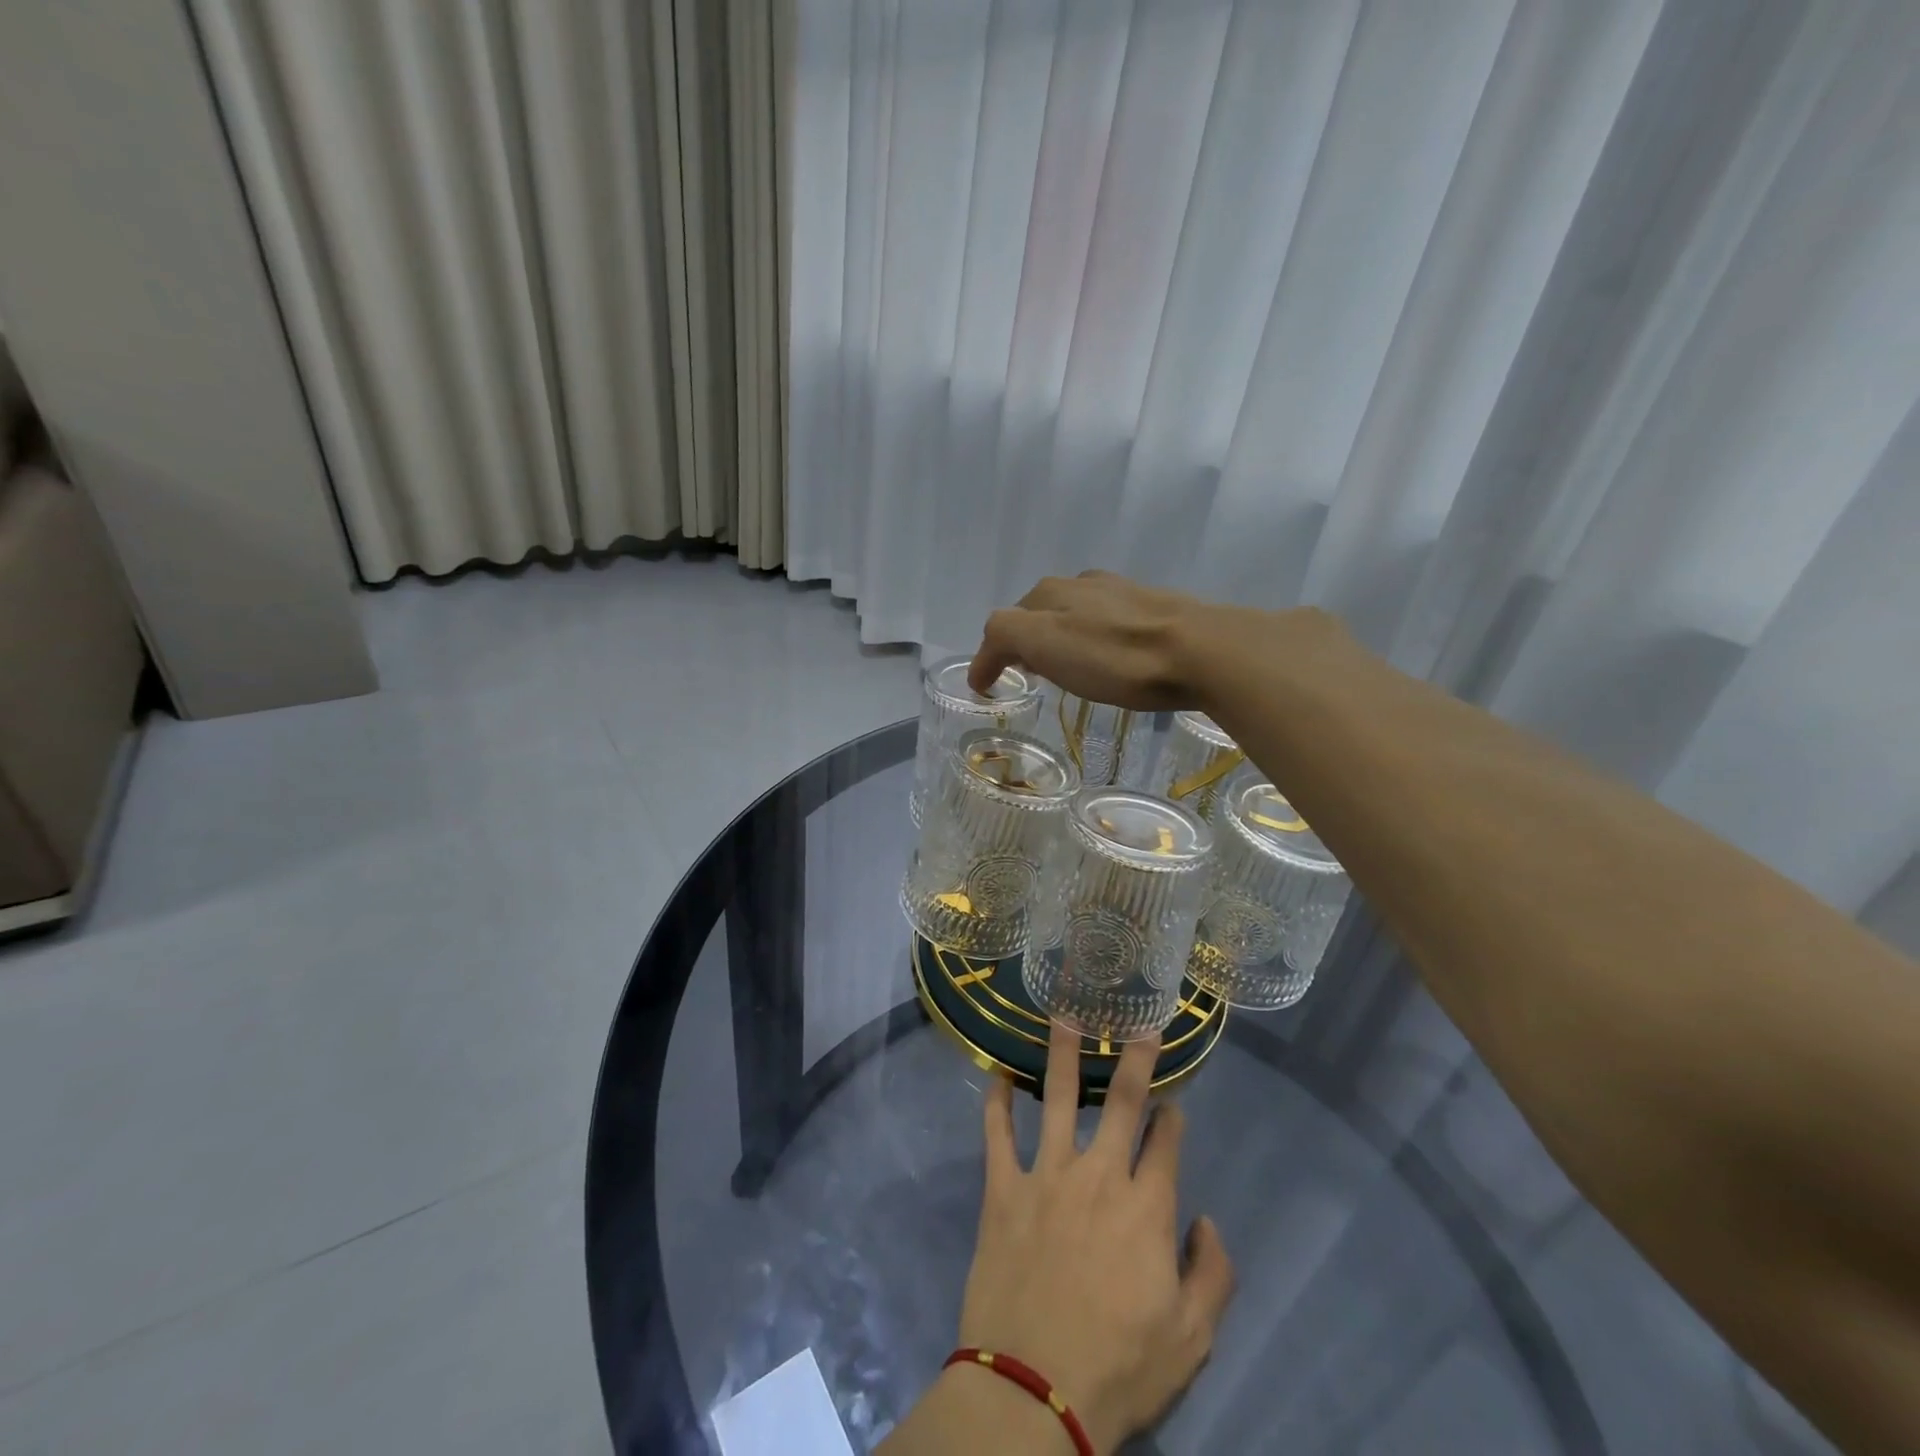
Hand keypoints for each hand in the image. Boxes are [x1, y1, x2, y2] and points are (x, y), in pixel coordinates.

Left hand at [957, 1020, 1234, 1453]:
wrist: (1034, 1391)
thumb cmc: (1119, 1367)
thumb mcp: (1192, 1339)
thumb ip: (1213, 1274)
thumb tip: (1207, 1219)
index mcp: (1146, 1207)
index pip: (1165, 1141)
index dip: (1172, 1115)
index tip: (1172, 1098)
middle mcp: (1099, 1175)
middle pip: (1120, 1101)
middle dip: (1133, 1059)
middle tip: (1137, 1025)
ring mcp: (1047, 1175)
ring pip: (1055, 1098)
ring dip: (1061, 1055)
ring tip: (1063, 1016)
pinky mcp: (1004, 1188)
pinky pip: (998, 1134)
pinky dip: (996, 1101)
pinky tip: (995, 1072)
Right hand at [968, 572, 1219, 709]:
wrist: (1200, 652)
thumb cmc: (1114, 655)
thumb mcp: (1044, 643)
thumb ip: (1006, 637)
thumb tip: (989, 653)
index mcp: (1051, 593)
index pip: (1005, 621)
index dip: (990, 654)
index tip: (984, 686)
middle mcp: (1083, 583)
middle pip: (1039, 611)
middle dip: (1025, 639)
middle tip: (1025, 672)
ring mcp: (1123, 592)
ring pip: (1076, 612)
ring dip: (1061, 636)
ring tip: (1065, 666)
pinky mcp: (1156, 609)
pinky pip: (1109, 622)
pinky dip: (1094, 638)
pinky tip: (1110, 655)